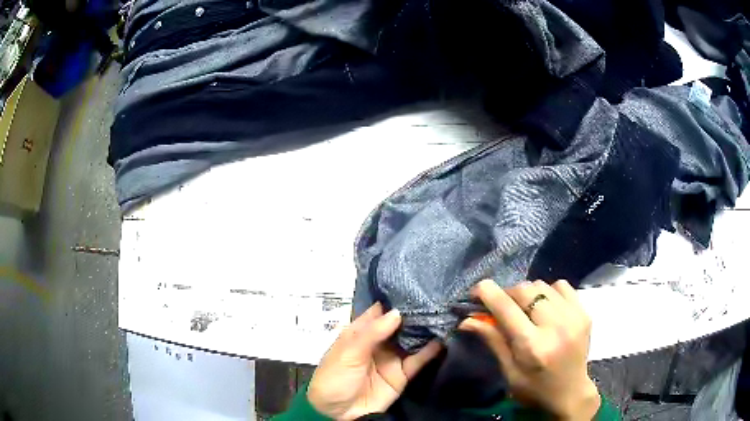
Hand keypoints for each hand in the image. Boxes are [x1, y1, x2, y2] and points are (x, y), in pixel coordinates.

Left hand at [308, 303, 442, 419]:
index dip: (396, 299)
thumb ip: (372, 333)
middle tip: (439, 296)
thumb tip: (398, 312)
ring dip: (426, 328)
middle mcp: (379, 341)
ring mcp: (392, 357)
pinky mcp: (403, 374)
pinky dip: (431, 350)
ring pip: (412, 339)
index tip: (418, 285)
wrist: (338, 413)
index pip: (380, 310)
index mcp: (361, 332)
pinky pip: (419, 360)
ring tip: (446, 312)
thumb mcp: (348, 353)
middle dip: (417, 312)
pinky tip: (445, 338)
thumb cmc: (335, 377)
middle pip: (400, 323)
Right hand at [459, 280, 599, 420]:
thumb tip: (467, 319)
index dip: (487, 293)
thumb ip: (493, 340)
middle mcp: (555, 326)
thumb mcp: (509, 371)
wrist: (571, 393)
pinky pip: (561, 286)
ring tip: (524, 309)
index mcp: (532, 346)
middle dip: (507, 294)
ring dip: (527, 293)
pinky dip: (548, 291)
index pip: (506, 308)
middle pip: (524, 290)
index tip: (476, 290)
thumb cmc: (534, 389)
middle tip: (500, 306)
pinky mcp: (584, 312)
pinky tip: (545, 307)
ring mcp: (573, 316)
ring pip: (542, 285)